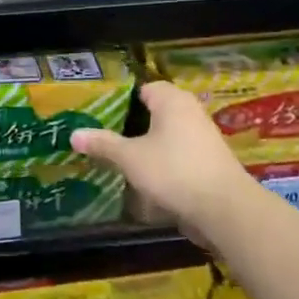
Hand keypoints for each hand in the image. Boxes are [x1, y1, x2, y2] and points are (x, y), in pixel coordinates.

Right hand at [70, 81, 258, 237]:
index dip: (121, 100)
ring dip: (147, 146)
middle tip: (104, 136)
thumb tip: (73, 134)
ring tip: (119, 158)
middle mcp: (190, 113)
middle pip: (155, 113)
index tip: (100, 114)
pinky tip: (144, 179)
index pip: (143, 88)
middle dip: (131, 125)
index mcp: (172, 100)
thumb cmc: (173, 171)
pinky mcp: (208, 163)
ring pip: (167, 136)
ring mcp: (203, 138)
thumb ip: (102, 144)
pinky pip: (178, 156)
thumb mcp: (130, 158)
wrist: (224, 209)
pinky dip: (162, 163)